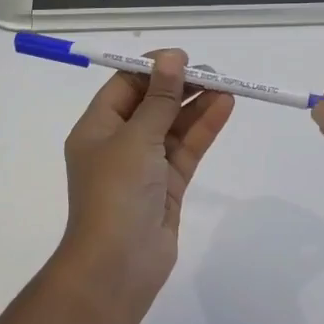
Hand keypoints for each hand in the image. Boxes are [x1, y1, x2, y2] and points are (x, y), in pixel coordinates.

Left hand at [58, 50, 234, 305]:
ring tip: (227, 85)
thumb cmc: (116, 192)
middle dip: (179, 86)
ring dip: (197, 105)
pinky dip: (204, 128)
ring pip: (173, 126)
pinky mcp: (167, 186)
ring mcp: (144, 166)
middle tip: (212, 71)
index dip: (152, 68)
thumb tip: (171, 59)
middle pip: (151, 103)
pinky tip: (224, 107)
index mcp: (97, 128)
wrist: (117, 266)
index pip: (124, 86)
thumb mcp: (136, 137)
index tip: (181, 57)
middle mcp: (118, 143)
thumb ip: (159, 98)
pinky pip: (186, 148)